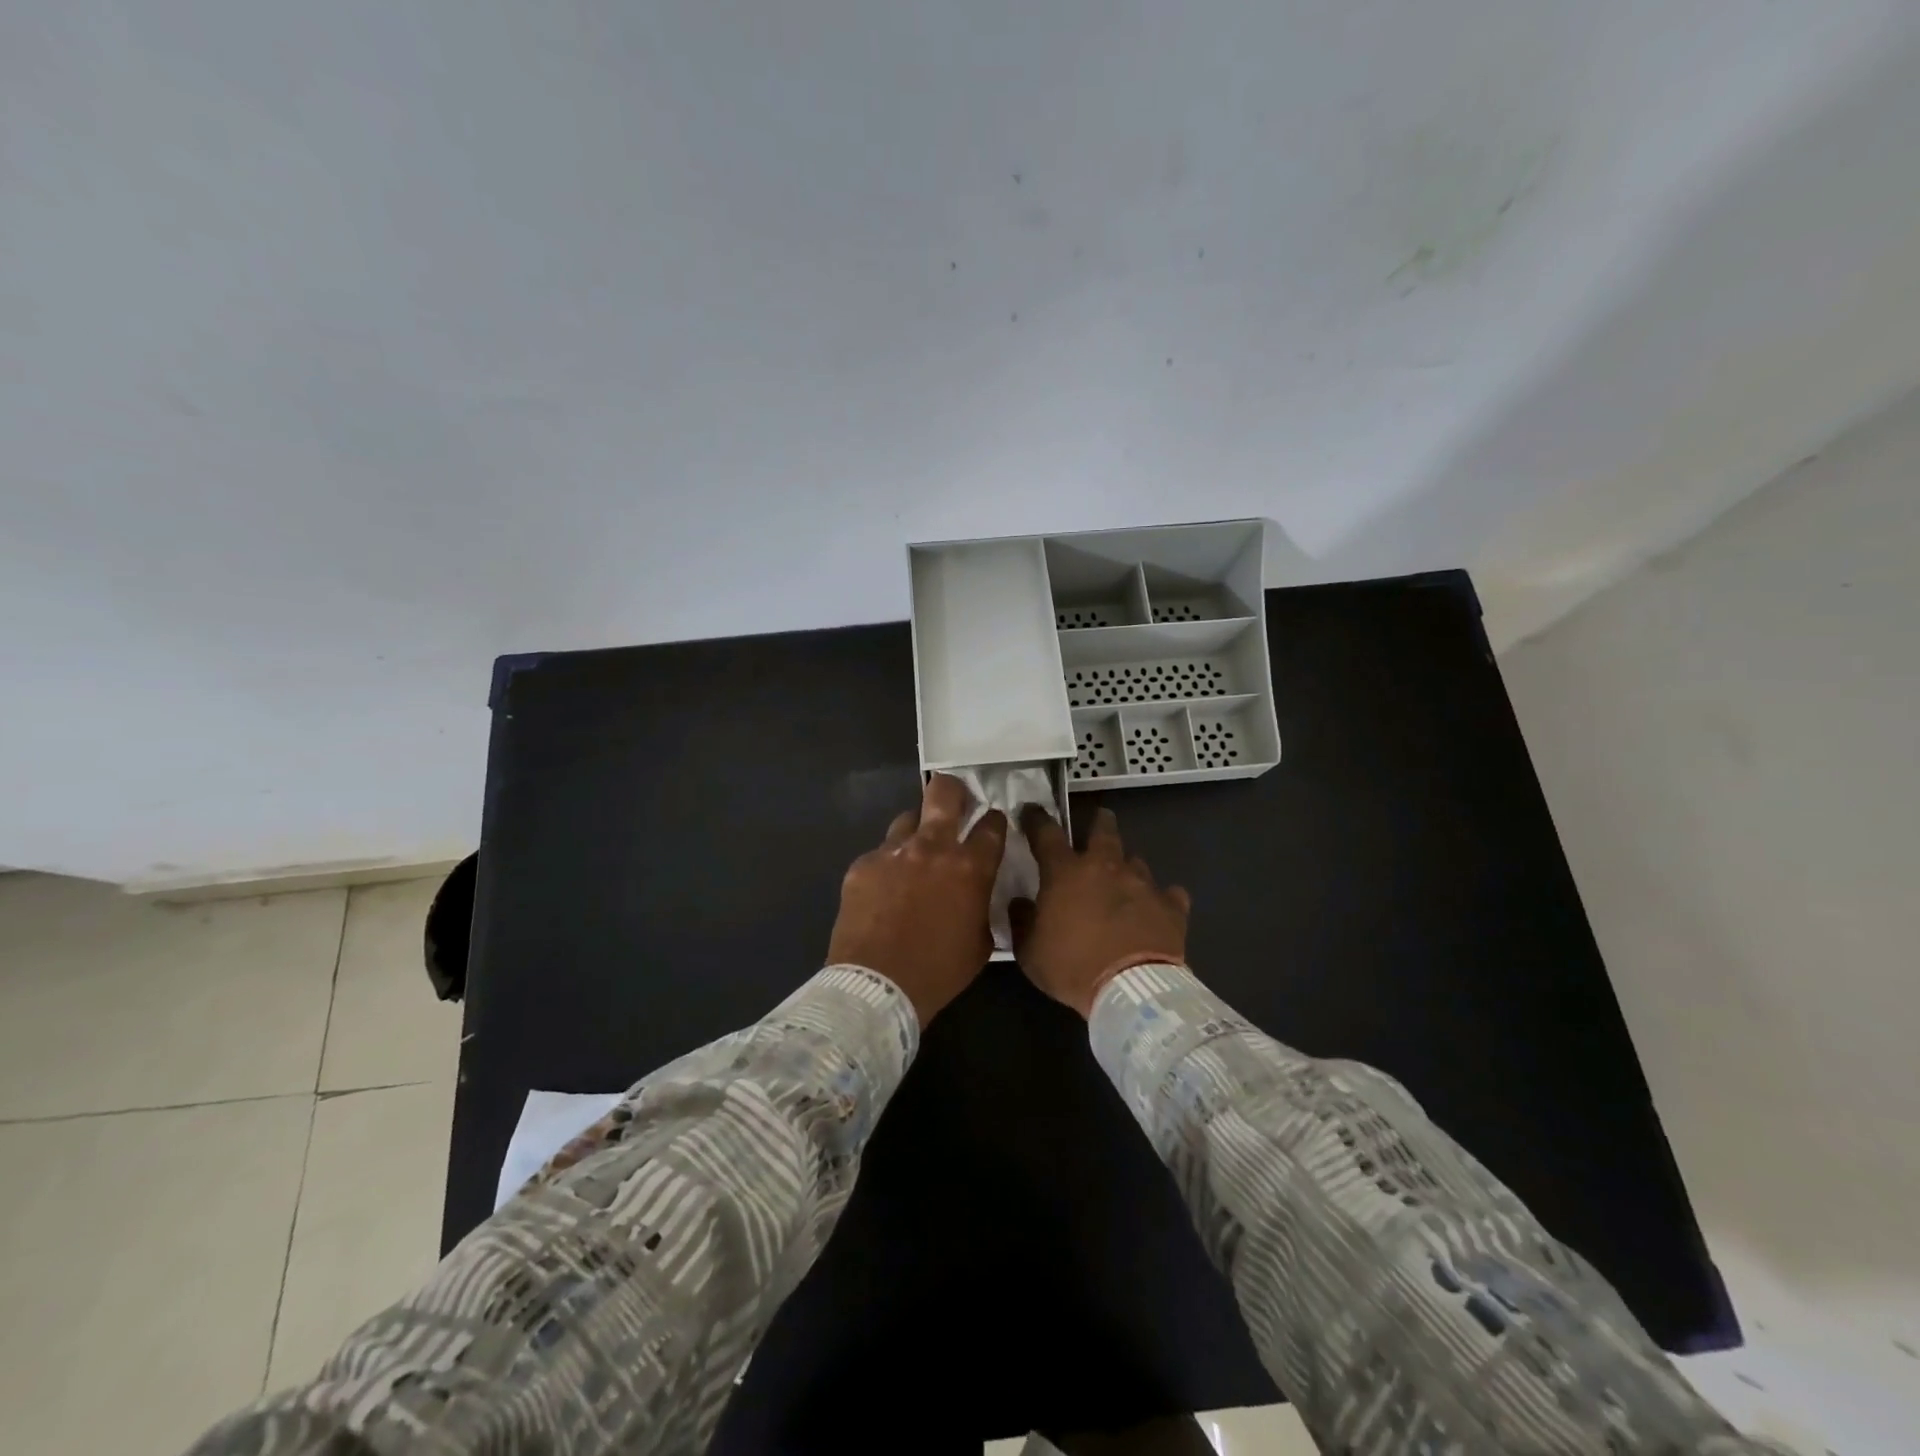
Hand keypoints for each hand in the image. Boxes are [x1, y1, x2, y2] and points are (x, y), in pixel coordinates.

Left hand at [827, 774, 1007, 1025]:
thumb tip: (977, 895)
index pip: (991, 826)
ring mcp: (893, 852)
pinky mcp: (863, 864)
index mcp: (969, 867)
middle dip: (954, 790)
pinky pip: (880, 854)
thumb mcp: (980, 943)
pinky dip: (887, 865)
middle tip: (956, 800)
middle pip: (944, 793)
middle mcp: (932, 847)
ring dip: (916, 831)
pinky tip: (884, 889)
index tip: (991, 823)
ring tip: (914, 853)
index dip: (994, 821)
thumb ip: (982, 907)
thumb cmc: (939, 971)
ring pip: (907, 819)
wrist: (878, 986)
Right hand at [1012, 806, 1189, 1017]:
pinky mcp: (1171, 906)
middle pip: (1103, 830)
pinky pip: (1168, 894)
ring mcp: (1142, 883)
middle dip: (1099, 822)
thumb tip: (1020, 904)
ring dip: (1127, 868)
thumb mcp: (1030, 953)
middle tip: (1098, 823)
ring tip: (1125, 882)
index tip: (1032, 812)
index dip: (1037, 820)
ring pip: (1136, 861)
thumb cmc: (1072, 968)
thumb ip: (1022, 922)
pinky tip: (1157, 910)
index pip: (1046, 833)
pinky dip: (1162, 899)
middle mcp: (1105, 867)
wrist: (1132, 991)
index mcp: (1066, 873)